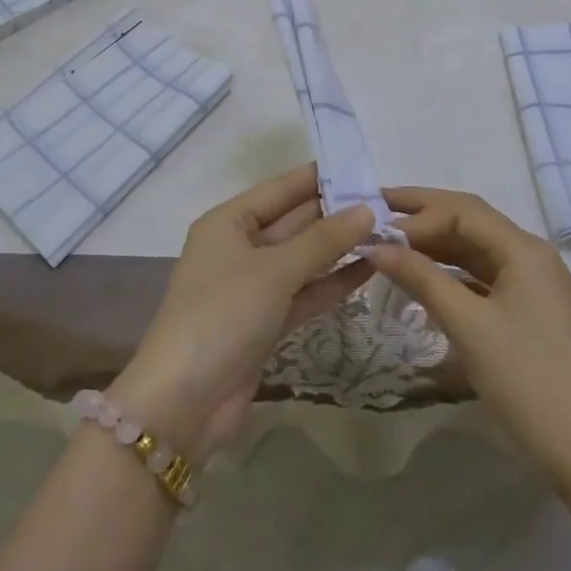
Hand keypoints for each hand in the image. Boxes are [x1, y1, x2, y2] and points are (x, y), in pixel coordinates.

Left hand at [110, 166, 375, 459]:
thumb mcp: (274, 271)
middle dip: (336, 213)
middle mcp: (239, 247)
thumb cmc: (223, 315)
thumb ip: (323, 240)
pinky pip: (304, 292)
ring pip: (303, 258)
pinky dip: (332, 283)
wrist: (183, 403)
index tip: (362, 167)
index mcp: (228, 222)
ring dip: (339, 249)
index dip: (319, 177)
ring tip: (387, 232)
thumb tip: (366, 209)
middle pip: (294, 222)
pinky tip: (369, 270)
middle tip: (386, 203)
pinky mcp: (266, 321)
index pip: (281, 189)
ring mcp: (253, 287)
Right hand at [366, 188, 570, 485]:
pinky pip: (482, 273)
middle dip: (425, 211)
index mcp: (524, 249)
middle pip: (471, 219)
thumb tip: (376, 247)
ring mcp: (531, 282)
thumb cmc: (524, 378)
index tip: (378, 232)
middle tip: (380, 202)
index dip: (418, 216)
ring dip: (436, 240)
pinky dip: (451, 269)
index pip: (462, 212)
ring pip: (476, 246)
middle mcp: (530, 255)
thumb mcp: (467, 325)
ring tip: (393, 237)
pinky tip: (424, 274)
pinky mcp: (527, 308)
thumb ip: (421, 278)